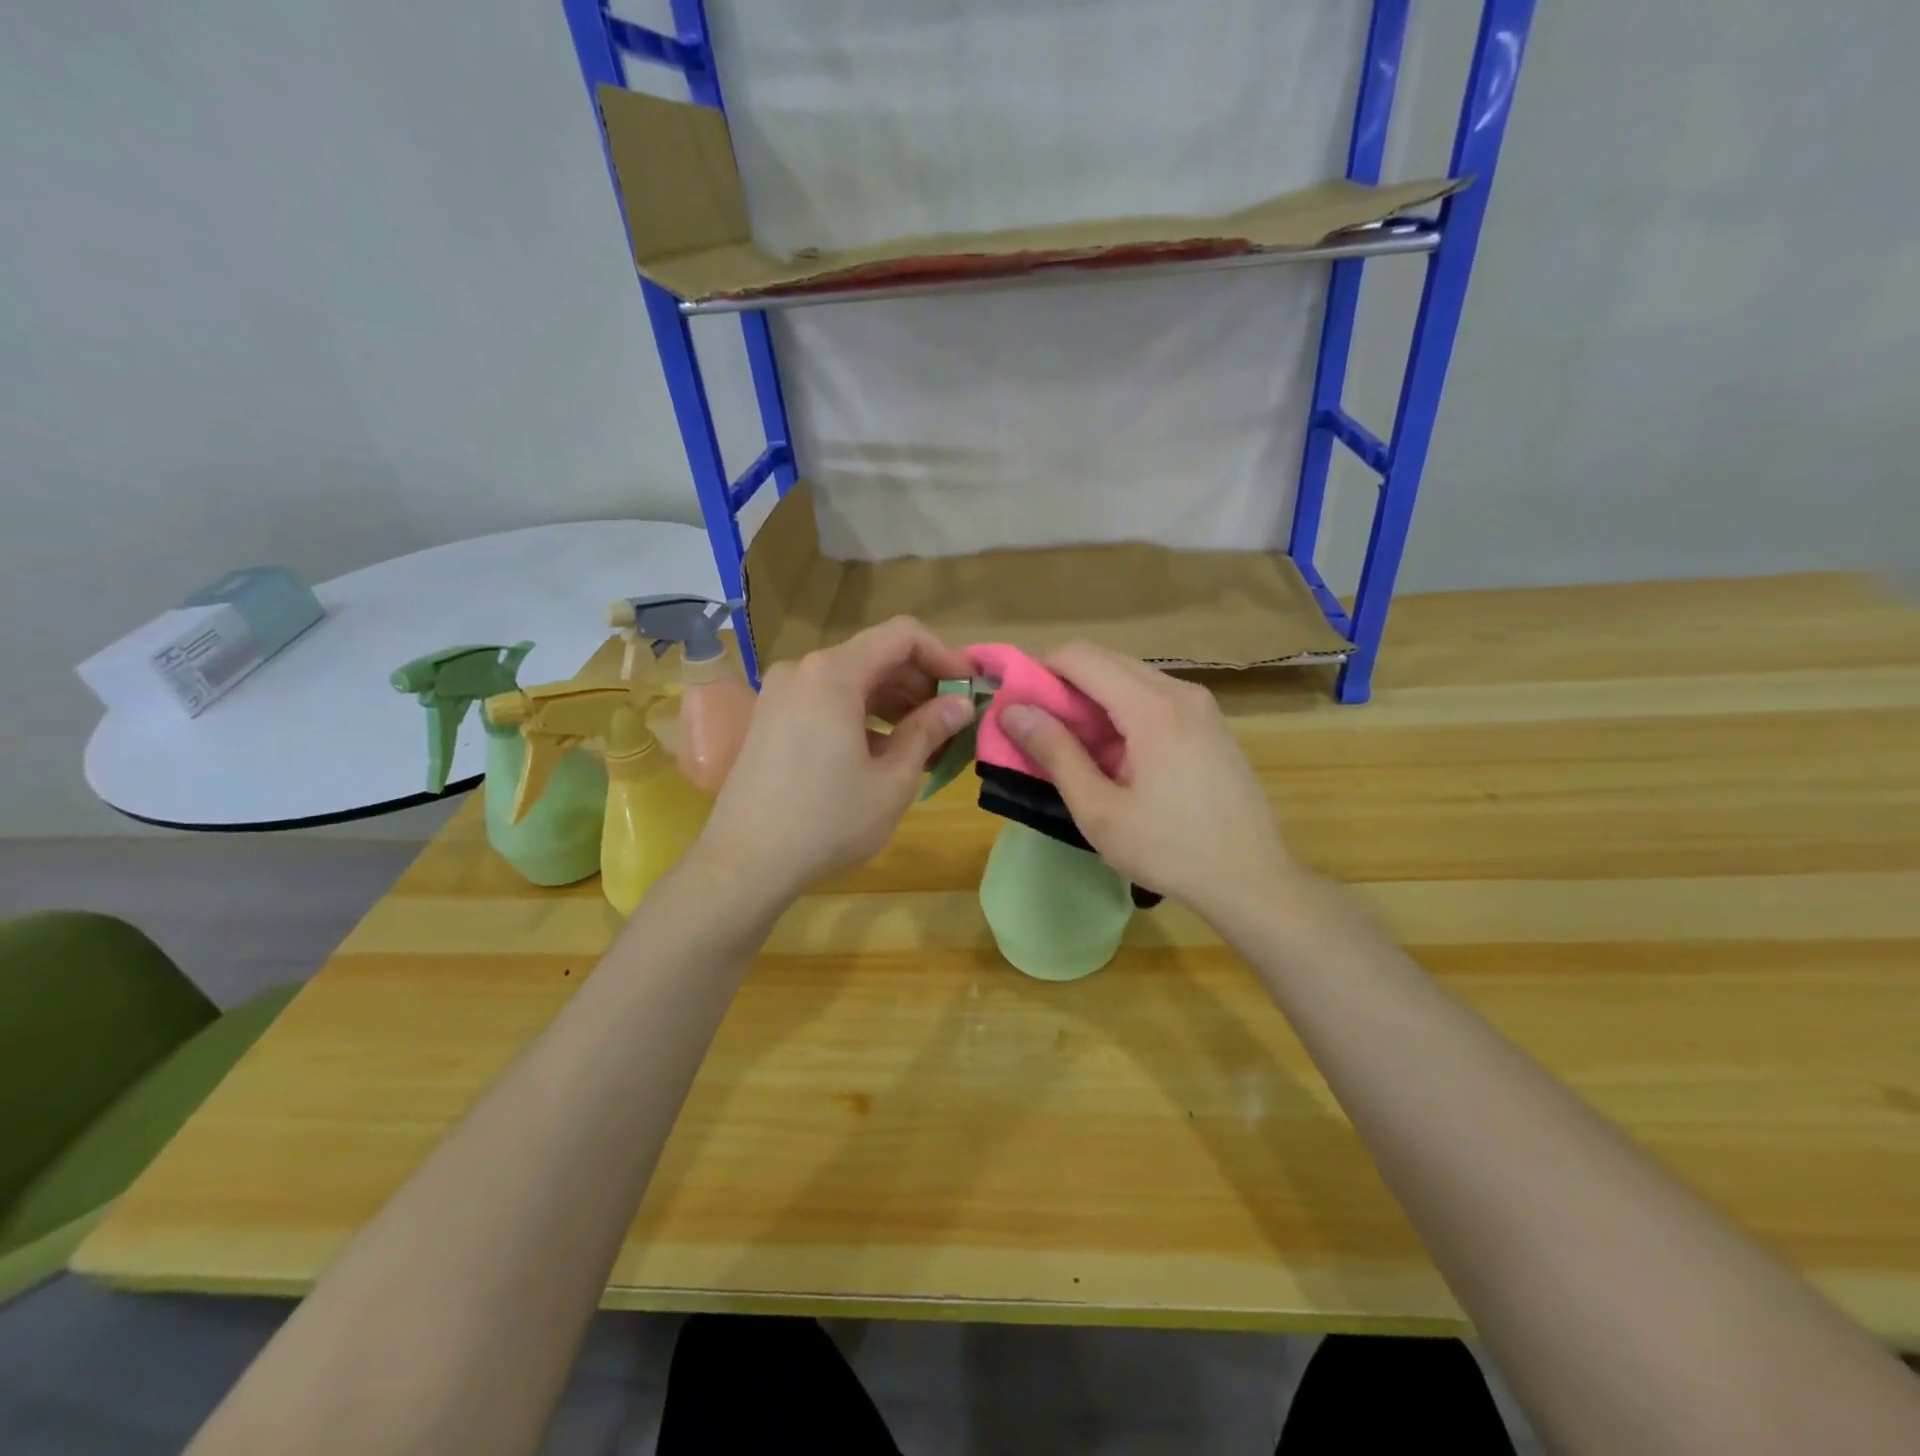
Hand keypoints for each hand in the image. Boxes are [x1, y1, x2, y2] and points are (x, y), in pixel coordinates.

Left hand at [694, 618, 973, 902]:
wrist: (744, 862)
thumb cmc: (827, 821)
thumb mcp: (892, 780)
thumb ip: (929, 731)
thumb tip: (961, 704)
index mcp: (834, 674)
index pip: (902, 635)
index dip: (943, 655)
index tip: (968, 689)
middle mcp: (804, 670)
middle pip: (876, 656)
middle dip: (921, 683)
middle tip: (953, 721)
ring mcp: (782, 692)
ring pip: (853, 680)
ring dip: (894, 703)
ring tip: (926, 742)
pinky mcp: (771, 718)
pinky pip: (828, 700)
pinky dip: (863, 715)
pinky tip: (884, 752)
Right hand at [997, 643, 1298, 922]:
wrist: (1252, 879)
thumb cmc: (1169, 850)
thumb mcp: (1099, 810)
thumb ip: (1055, 753)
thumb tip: (1013, 710)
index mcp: (1153, 708)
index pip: (1081, 657)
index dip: (1040, 670)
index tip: (1019, 705)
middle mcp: (1181, 691)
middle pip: (1106, 660)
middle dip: (1065, 684)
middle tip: (1042, 729)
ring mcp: (1202, 705)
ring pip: (1131, 676)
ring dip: (1094, 698)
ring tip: (1078, 746)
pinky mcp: (1211, 723)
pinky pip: (1155, 696)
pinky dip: (1123, 709)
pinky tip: (1118, 754)